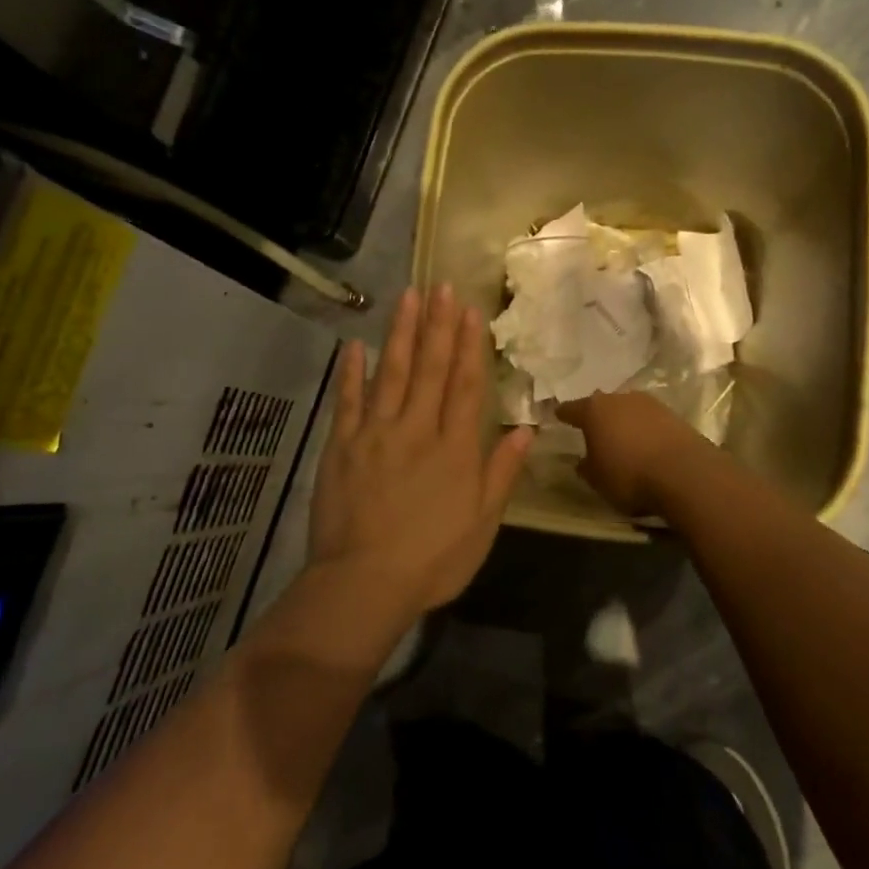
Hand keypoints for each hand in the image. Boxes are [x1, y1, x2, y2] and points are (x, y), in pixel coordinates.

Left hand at [309, 284, 532, 611]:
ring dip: (401, 333)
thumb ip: (501, 472)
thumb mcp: (482, 524)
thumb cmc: (433, 560)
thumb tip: (526, 428)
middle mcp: (417, 429)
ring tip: (408, 297)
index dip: (469, 345)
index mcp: (454, 448)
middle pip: (429, 368)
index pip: (464, 385)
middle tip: (441, 285)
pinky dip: (350, 372)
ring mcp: (375, 434)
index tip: (470, 310)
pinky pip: (347, 401)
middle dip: (438, 325)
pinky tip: (355, 345)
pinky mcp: (341, 446)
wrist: (364, 583)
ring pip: (391, 373)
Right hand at [553, 391, 706, 516]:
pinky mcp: (674, 415)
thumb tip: (583, 461)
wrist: (685, 473)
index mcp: (594, 410)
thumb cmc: (629, 476)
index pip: (572, 409)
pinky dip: (645, 430)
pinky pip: (650, 421)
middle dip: (598, 416)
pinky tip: (646, 444)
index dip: (564, 414)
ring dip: (624, 421)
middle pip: (603, 405)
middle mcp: (620, 399)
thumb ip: (586, 467)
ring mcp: (650, 404)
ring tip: (622, 438)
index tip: (558, 415)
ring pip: (629, 410)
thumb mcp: (597, 480)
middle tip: (593, 429)